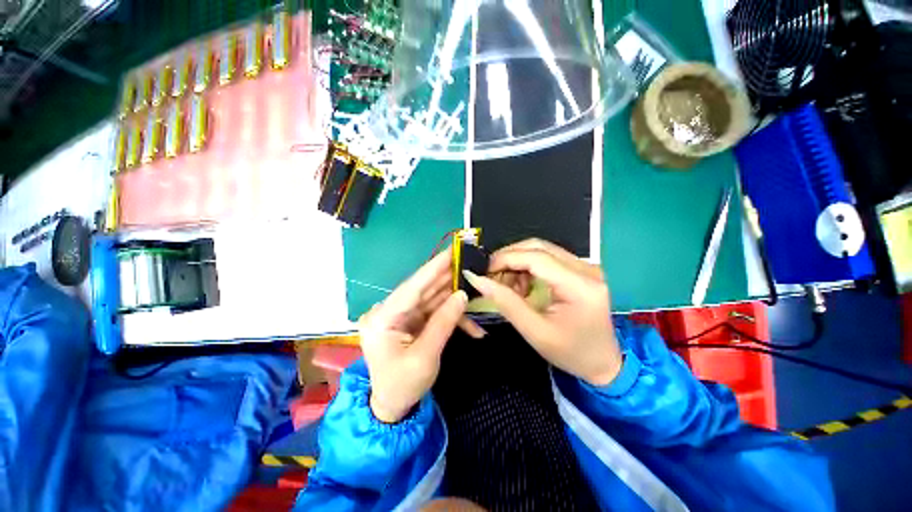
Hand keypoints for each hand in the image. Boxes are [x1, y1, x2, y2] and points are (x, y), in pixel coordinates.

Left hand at [359, 248, 476, 422]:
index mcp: (383, 318)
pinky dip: (452, 316)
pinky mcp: (411, 321)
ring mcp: (401, 315)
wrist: (392, 408)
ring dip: (453, 295)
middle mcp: (389, 310)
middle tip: (469, 262)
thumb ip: (444, 323)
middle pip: (423, 289)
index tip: (452, 250)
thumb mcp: (425, 357)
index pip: (412, 286)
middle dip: (448, 277)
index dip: (434, 267)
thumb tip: (462, 295)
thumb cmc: (403, 386)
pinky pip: (434, 312)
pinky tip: (472, 326)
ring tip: (475, 286)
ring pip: (431, 298)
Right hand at [463, 239, 622, 385]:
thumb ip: (506, 302)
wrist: (603, 363)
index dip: (506, 259)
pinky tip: (522, 285)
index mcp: (580, 286)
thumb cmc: (571, 353)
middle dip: (509, 258)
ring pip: (541, 249)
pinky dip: (528, 267)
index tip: (483, 270)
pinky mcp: (581, 270)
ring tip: (507, 285)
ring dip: (518, 262)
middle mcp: (586, 269)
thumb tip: (478, 280)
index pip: (536, 257)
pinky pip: (547, 258)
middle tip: (492, 276)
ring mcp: (585, 267)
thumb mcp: (534, 331)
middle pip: (538, 247)